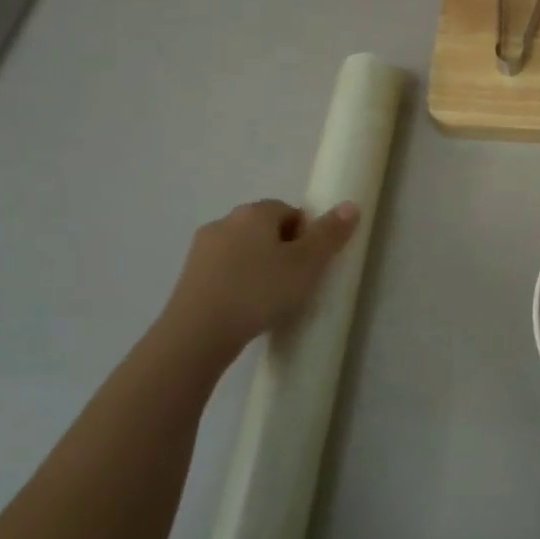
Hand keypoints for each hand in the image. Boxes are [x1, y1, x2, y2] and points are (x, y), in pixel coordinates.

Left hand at [149, 199, 359, 374]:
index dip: (306, 235)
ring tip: (271, 300)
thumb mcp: (307, 264)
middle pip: (265, 229)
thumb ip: (330, 234)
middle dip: (282, 250)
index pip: (289, 211)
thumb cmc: (260, 292)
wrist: (198, 333)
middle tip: (296, 282)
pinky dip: (238, 283)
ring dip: (258, 267)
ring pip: (243, 251)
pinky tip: (246, 309)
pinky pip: (224, 272)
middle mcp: (225, 221)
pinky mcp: (188, 277)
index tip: (312, 264)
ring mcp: (201, 249)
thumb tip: (351, 205)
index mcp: (254, 212)